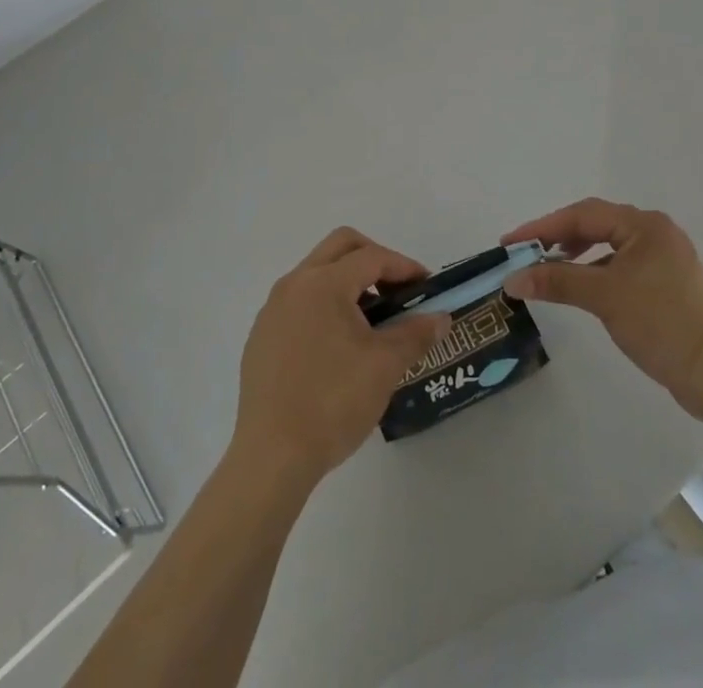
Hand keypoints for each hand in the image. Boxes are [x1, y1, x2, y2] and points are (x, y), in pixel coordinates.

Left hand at [231, 228, 451, 490]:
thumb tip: (441, 318)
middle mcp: (294, 284)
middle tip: (397, 289)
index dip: (403, 267)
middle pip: (340, 246)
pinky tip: (337, 345)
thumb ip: (415, 333)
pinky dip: (324, 304)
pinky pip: (299, 301)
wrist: (272, 456)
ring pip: (317, 272)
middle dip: (374, 258)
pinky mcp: (262, 335)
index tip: (426, 286)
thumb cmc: (333, 402)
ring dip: (348, 281)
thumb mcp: (385, 366)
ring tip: (371, 319)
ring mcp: (273, 309)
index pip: (372, 257)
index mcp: (323, 283)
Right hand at [503, 199, 702, 422]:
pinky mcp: (667, 281)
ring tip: (548, 267)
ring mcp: (664, 256)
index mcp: (645, 224)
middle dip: (558, 237)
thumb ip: (556, 281)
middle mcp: (656, 231)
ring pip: (609, 244)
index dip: (543, 227)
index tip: (511, 241)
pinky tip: (582, 285)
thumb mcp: (603, 297)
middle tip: (525, 252)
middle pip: (596, 224)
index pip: (583, 214)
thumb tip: (511, 279)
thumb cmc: (660, 324)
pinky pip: (621, 263)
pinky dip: (597, 269)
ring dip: (577, 253)